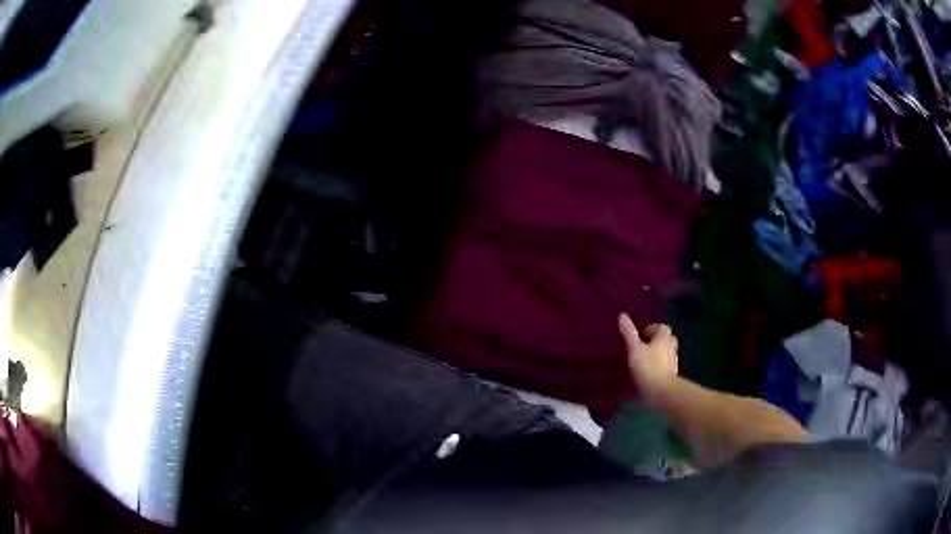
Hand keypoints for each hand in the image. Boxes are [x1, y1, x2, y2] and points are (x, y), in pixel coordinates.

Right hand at [618, 314, 678, 407]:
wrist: (661, 392)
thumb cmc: (648, 367)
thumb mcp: (634, 348)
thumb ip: (629, 333)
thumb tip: (622, 315)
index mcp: (664, 337)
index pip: (660, 327)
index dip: (650, 329)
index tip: (638, 336)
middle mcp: (671, 347)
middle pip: (664, 339)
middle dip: (654, 341)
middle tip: (640, 347)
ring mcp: (673, 362)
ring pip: (664, 353)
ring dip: (655, 355)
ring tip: (640, 361)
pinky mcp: (670, 376)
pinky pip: (663, 366)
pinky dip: (656, 367)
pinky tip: (645, 373)